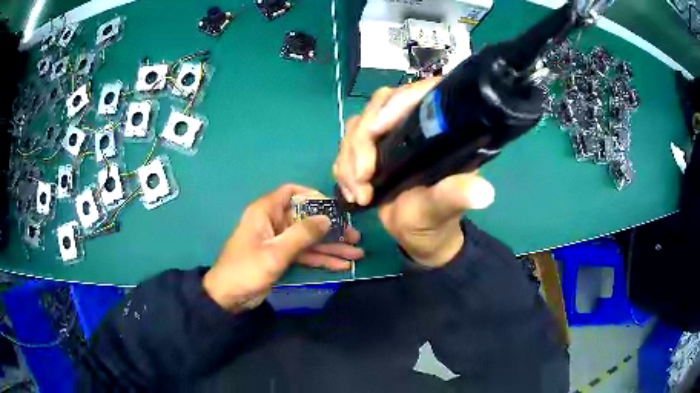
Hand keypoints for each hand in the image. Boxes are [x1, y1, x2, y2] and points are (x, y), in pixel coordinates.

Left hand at [203, 184, 362, 311]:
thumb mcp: (275, 252)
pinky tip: (341, 266)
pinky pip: (305, 254)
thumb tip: (327, 218)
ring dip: (330, 246)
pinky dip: (321, 259)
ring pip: (309, 239)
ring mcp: (279, 241)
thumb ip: (302, 235)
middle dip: (331, 228)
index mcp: (266, 212)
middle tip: (355, 236)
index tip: (334, 208)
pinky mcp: (282, 257)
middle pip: (306, 218)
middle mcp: (274, 222)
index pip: (291, 192)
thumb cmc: (247, 270)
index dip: (313, 196)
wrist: (228, 297)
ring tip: (356, 254)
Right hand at [333, 80, 494, 267]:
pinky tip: (352, 194)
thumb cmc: (436, 219)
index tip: (376, 132)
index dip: (395, 104)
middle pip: (379, 105)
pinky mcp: (371, 148)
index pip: (419, 93)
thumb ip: (456, 196)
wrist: (417, 235)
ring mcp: (390, 134)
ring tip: (359, 194)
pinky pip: (346, 146)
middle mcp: (414, 123)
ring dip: (349, 160)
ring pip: (357, 125)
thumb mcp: (445, 207)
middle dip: (362, 141)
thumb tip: (484, 193)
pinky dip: (343, 169)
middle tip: (363, 177)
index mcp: (441, 127)